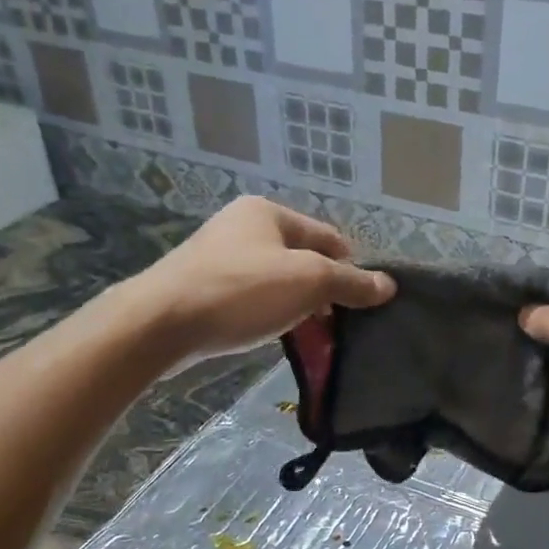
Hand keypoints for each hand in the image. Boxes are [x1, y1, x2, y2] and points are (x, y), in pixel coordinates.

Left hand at [128, 197, 394, 361]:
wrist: (160, 323)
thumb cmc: (241, 291)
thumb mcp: (308, 282)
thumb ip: (351, 282)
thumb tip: (388, 285)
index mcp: (267, 213)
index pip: (327, 236)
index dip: (351, 266)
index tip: (364, 301)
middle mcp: (242, 227)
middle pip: (301, 258)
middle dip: (323, 290)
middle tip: (341, 323)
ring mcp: (218, 257)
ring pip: (276, 280)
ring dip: (297, 305)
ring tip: (313, 335)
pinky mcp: (202, 288)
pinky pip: (250, 298)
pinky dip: (269, 314)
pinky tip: (276, 336)